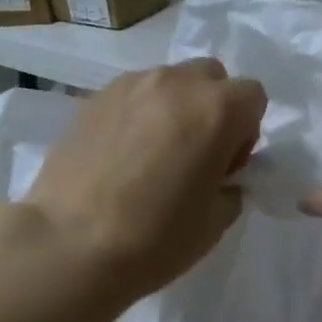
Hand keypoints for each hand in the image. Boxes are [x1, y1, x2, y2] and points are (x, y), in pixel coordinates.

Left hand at [24, 59, 266, 300]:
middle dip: (212, 108)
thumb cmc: (154, 238)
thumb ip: (230, 187)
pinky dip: (138, 115)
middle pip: (210, 77)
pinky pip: (131, 95)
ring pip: (168, 82)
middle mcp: (175, 83)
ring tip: (151, 156)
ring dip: (173, 109)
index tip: (225, 166)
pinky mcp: (92, 98)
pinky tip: (120, 157)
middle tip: (193, 155)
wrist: (69, 244)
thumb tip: (220, 176)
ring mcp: (129, 85)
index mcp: (215, 110)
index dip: (246, 131)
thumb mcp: (215, 223)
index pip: (252, 96)